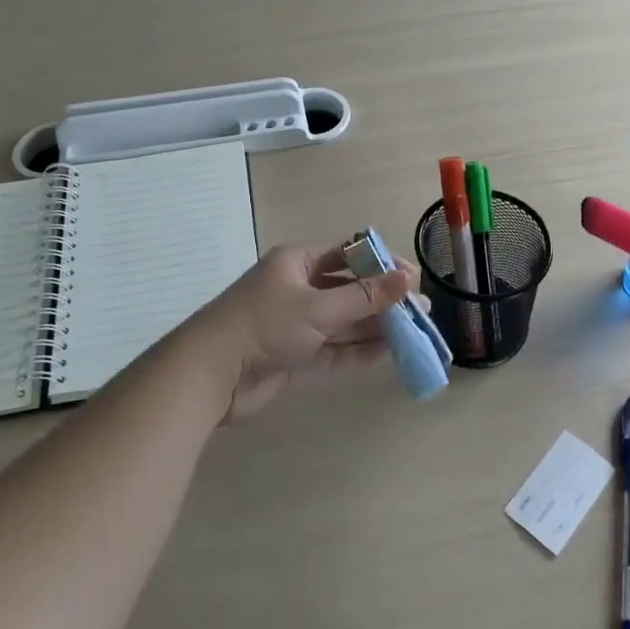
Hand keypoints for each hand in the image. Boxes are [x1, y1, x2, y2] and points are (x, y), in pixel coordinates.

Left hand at [195, 242, 417, 420]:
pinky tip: (387, 353)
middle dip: (382, 299)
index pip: (348, 253)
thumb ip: (364, 297)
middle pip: (348, 288)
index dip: (381, 263)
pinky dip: (358, 350)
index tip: (412, 278)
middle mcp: (298, 287)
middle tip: (419, 311)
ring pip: (344, 320)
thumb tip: (407, 278)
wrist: (210, 375)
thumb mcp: (318, 308)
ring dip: (375, 326)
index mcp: (297, 262)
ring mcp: (296, 322)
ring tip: (413, 333)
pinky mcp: (295, 354)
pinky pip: (333, 348)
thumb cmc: (264, 326)